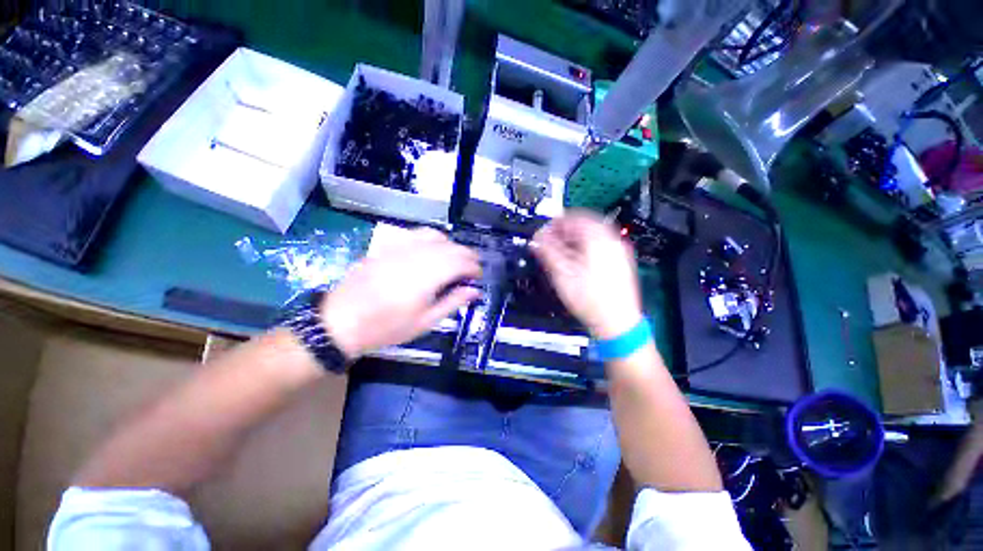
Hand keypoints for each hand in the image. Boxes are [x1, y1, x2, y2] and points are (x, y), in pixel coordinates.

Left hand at [322, 228, 481, 358]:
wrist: (341, 321)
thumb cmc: (387, 326)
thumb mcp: (425, 321)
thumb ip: (453, 302)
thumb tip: (475, 291)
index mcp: (429, 275)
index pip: (462, 262)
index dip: (474, 268)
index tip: (478, 277)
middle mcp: (417, 255)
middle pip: (452, 246)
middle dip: (467, 256)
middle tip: (471, 270)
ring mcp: (401, 247)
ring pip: (436, 235)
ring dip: (451, 245)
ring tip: (454, 260)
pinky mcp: (388, 245)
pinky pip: (416, 234)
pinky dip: (431, 239)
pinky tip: (430, 250)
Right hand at [532, 210, 642, 339]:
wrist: (617, 323)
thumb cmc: (591, 301)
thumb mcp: (563, 275)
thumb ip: (548, 252)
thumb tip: (537, 239)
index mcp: (598, 240)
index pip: (574, 218)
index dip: (556, 222)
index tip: (544, 230)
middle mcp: (612, 241)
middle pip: (585, 224)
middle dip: (564, 230)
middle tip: (550, 239)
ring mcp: (619, 251)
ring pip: (593, 234)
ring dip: (574, 237)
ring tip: (560, 248)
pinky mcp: (620, 261)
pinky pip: (600, 244)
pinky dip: (585, 245)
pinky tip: (576, 257)